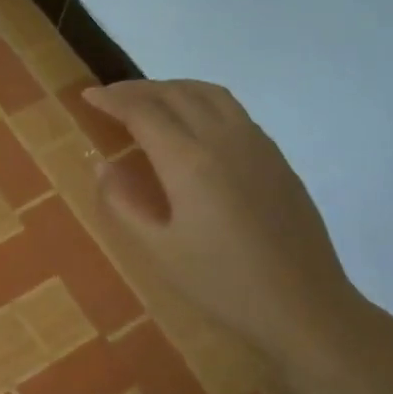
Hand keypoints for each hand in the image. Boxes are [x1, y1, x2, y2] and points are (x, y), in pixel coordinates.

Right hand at [84, 80, 360, 356]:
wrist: (304, 306)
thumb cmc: (223, 284)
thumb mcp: (159, 251)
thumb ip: (123, 204)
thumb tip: (102, 166)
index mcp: (189, 162)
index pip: (143, 112)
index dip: (112, 100)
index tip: (87, 96)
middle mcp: (223, 139)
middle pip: (175, 93)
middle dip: (137, 89)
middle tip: (109, 97)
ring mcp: (256, 144)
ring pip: (208, 93)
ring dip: (172, 88)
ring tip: (148, 100)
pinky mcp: (276, 157)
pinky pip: (232, 109)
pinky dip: (201, 100)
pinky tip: (193, 123)